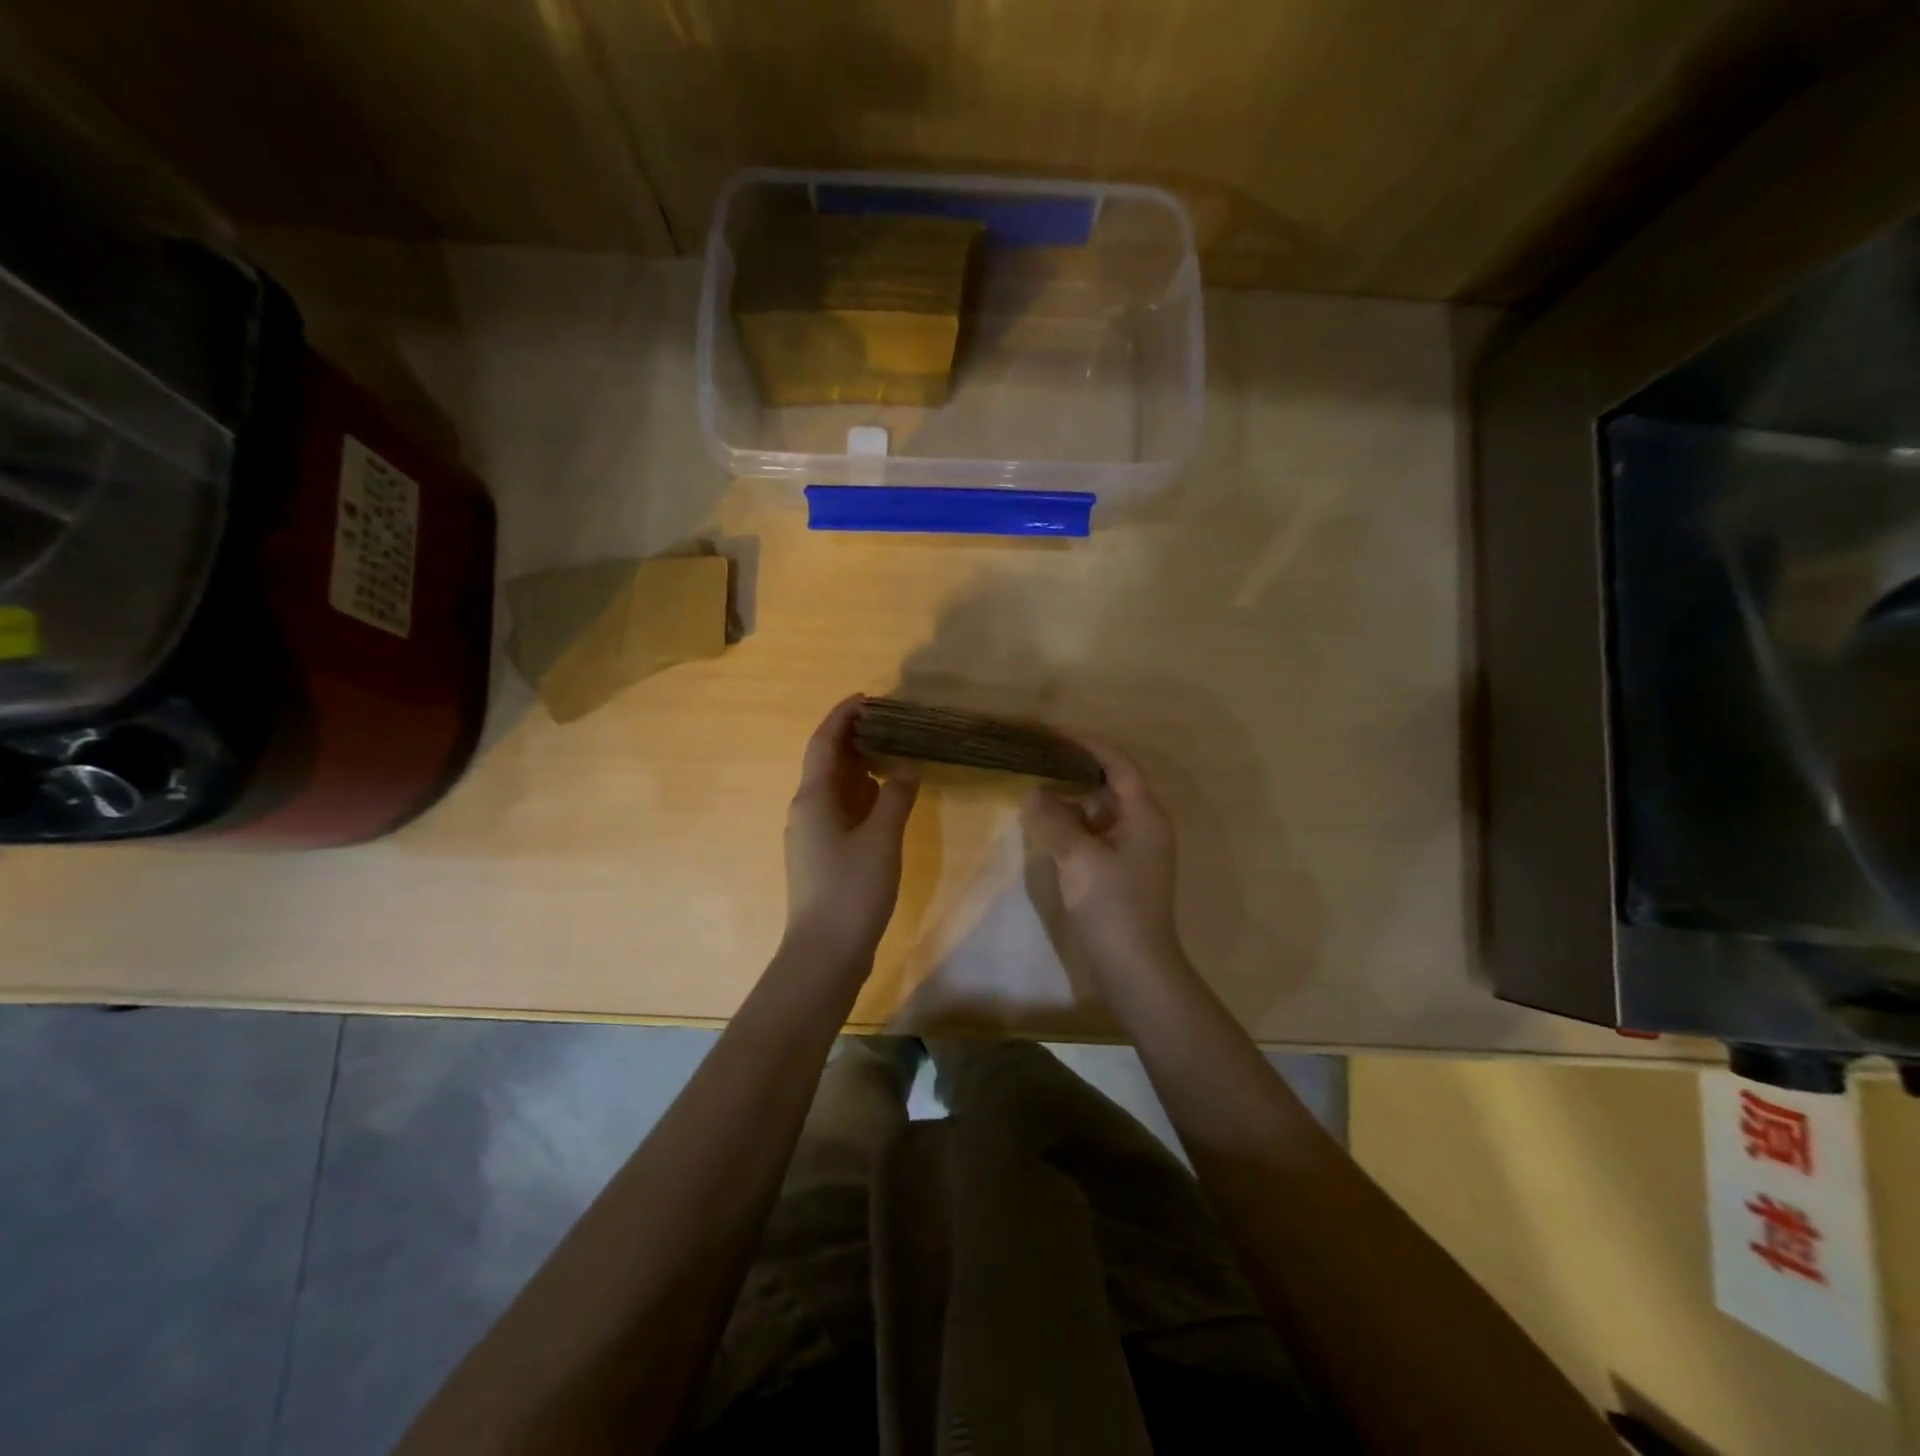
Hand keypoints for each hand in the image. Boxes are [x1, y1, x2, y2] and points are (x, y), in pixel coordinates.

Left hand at [783, 696, 919, 965]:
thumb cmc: (852, 890)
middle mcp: (806, 810)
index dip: (842, 716)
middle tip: (890, 723)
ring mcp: (812, 835)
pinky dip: (862, 795)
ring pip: (835, 788)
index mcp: (813, 798)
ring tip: (893, 752)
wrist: (825, 953)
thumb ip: (896, 797)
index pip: (824, 742)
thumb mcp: (881, 839)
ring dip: (859, 767)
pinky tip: (886, 798)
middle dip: (854, 738)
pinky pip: (841, 811)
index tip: (868, 697)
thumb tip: (906, 767)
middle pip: (827, 762)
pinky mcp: (822, 856)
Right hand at [1022, 736, 1186, 984]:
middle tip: (1035, 757)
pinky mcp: (1119, 870)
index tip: (1050, 731)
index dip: (1086, 743)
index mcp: (1144, 814)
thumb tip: (1032, 793)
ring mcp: (1132, 849)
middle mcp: (1143, 824)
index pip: (1117, 763)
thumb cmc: (1113, 907)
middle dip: (1073, 768)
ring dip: (1069, 798)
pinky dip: (1071, 824)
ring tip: (1033, 786)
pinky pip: (1094, 833)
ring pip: (1099, 810)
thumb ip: (1054, 820)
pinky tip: (1044, 825)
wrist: (1136, 969)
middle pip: (1108, 783)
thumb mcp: (1079, 858)